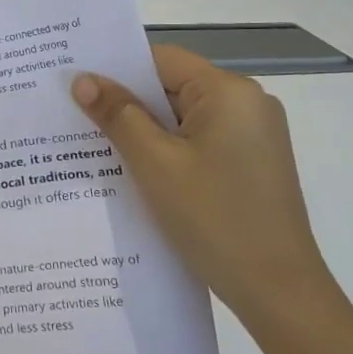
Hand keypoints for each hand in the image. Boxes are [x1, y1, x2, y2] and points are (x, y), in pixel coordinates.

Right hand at [71, 46, 341, 333]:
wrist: (279, 293)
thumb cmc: (214, 218)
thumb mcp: (154, 163)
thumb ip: (117, 114)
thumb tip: (83, 80)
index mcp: (229, 92)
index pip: (161, 60)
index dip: (116, 68)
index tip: (74, 81)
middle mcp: (247, 103)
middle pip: (171, 86)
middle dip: (125, 101)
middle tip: (72, 111)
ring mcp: (252, 135)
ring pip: (181, 117)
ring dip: (142, 128)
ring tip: (94, 141)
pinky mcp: (250, 163)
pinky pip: (196, 140)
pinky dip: (165, 148)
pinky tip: (132, 168)